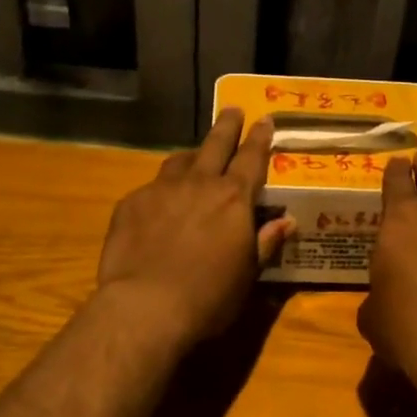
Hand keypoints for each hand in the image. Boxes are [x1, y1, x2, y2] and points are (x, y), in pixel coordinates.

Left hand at [97, 108, 292, 348]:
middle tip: (232, 110)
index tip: (264, 120)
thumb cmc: (209, 296)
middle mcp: (199, 183)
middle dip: (227, 126)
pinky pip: (151, 187)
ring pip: (179, 160)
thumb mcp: (248, 274)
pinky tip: (159, 206)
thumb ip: (265, 242)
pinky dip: (162, 190)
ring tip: (194, 157)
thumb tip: (286, 222)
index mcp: (234, 198)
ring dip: (192, 156)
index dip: (260, 138)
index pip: (252, 158)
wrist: (146, 306)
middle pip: (215, 145)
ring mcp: (161, 190)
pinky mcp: (131, 203)